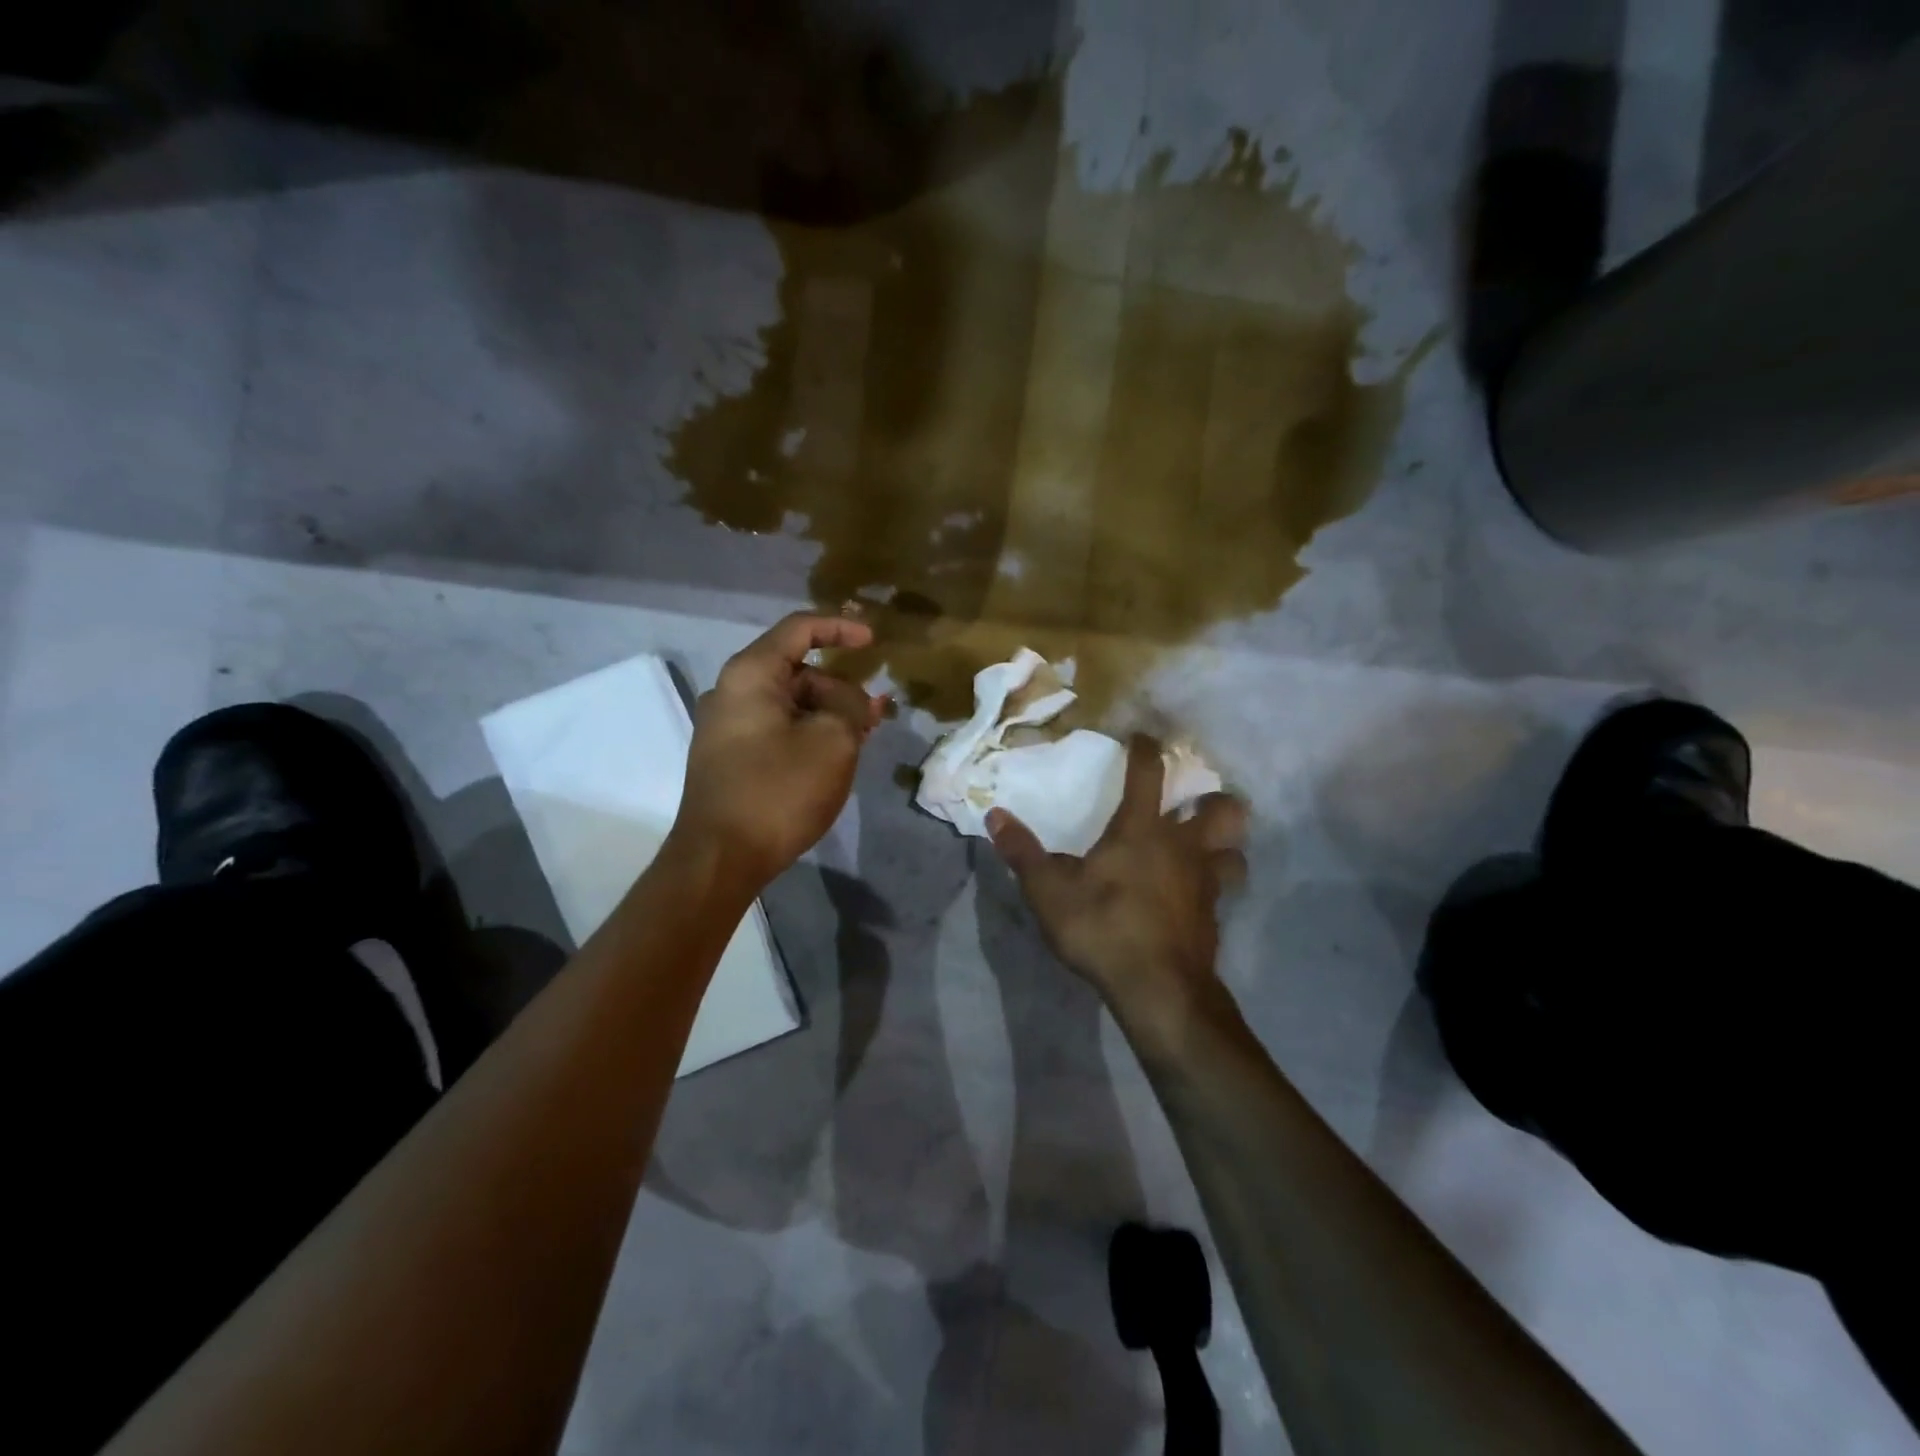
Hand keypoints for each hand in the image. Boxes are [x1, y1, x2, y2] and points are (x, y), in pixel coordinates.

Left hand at [673, 613, 884, 889]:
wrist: (719, 858)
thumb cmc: (779, 790)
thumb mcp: (833, 741)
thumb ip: (851, 706)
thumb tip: (852, 700)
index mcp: (750, 674)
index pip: (799, 629)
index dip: (840, 628)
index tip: (873, 642)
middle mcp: (729, 692)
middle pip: (795, 671)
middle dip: (840, 688)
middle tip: (875, 715)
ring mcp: (724, 727)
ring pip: (788, 704)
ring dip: (827, 714)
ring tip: (861, 739)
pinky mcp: (727, 758)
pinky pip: (775, 729)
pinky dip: (806, 733)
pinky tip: (831, 757)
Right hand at [988, 734, 1247, 1025]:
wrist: (1159, 990)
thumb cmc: (1103, 927)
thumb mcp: (1048, 891)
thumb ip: (1022, 851)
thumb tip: (995, 815)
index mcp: (1141, 829)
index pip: (1149, 773)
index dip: (1146, 750)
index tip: (1142, 737)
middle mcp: (1183, 847)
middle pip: (1222, 809)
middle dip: (1213, 800)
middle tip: (1194, 804)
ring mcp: (1205, 883)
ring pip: (1234, 850)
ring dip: (1224, 844)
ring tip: (1204, 848)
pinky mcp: (1214, 917)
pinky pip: (1224, 889)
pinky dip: (1214, 885)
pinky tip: (1193, 896)